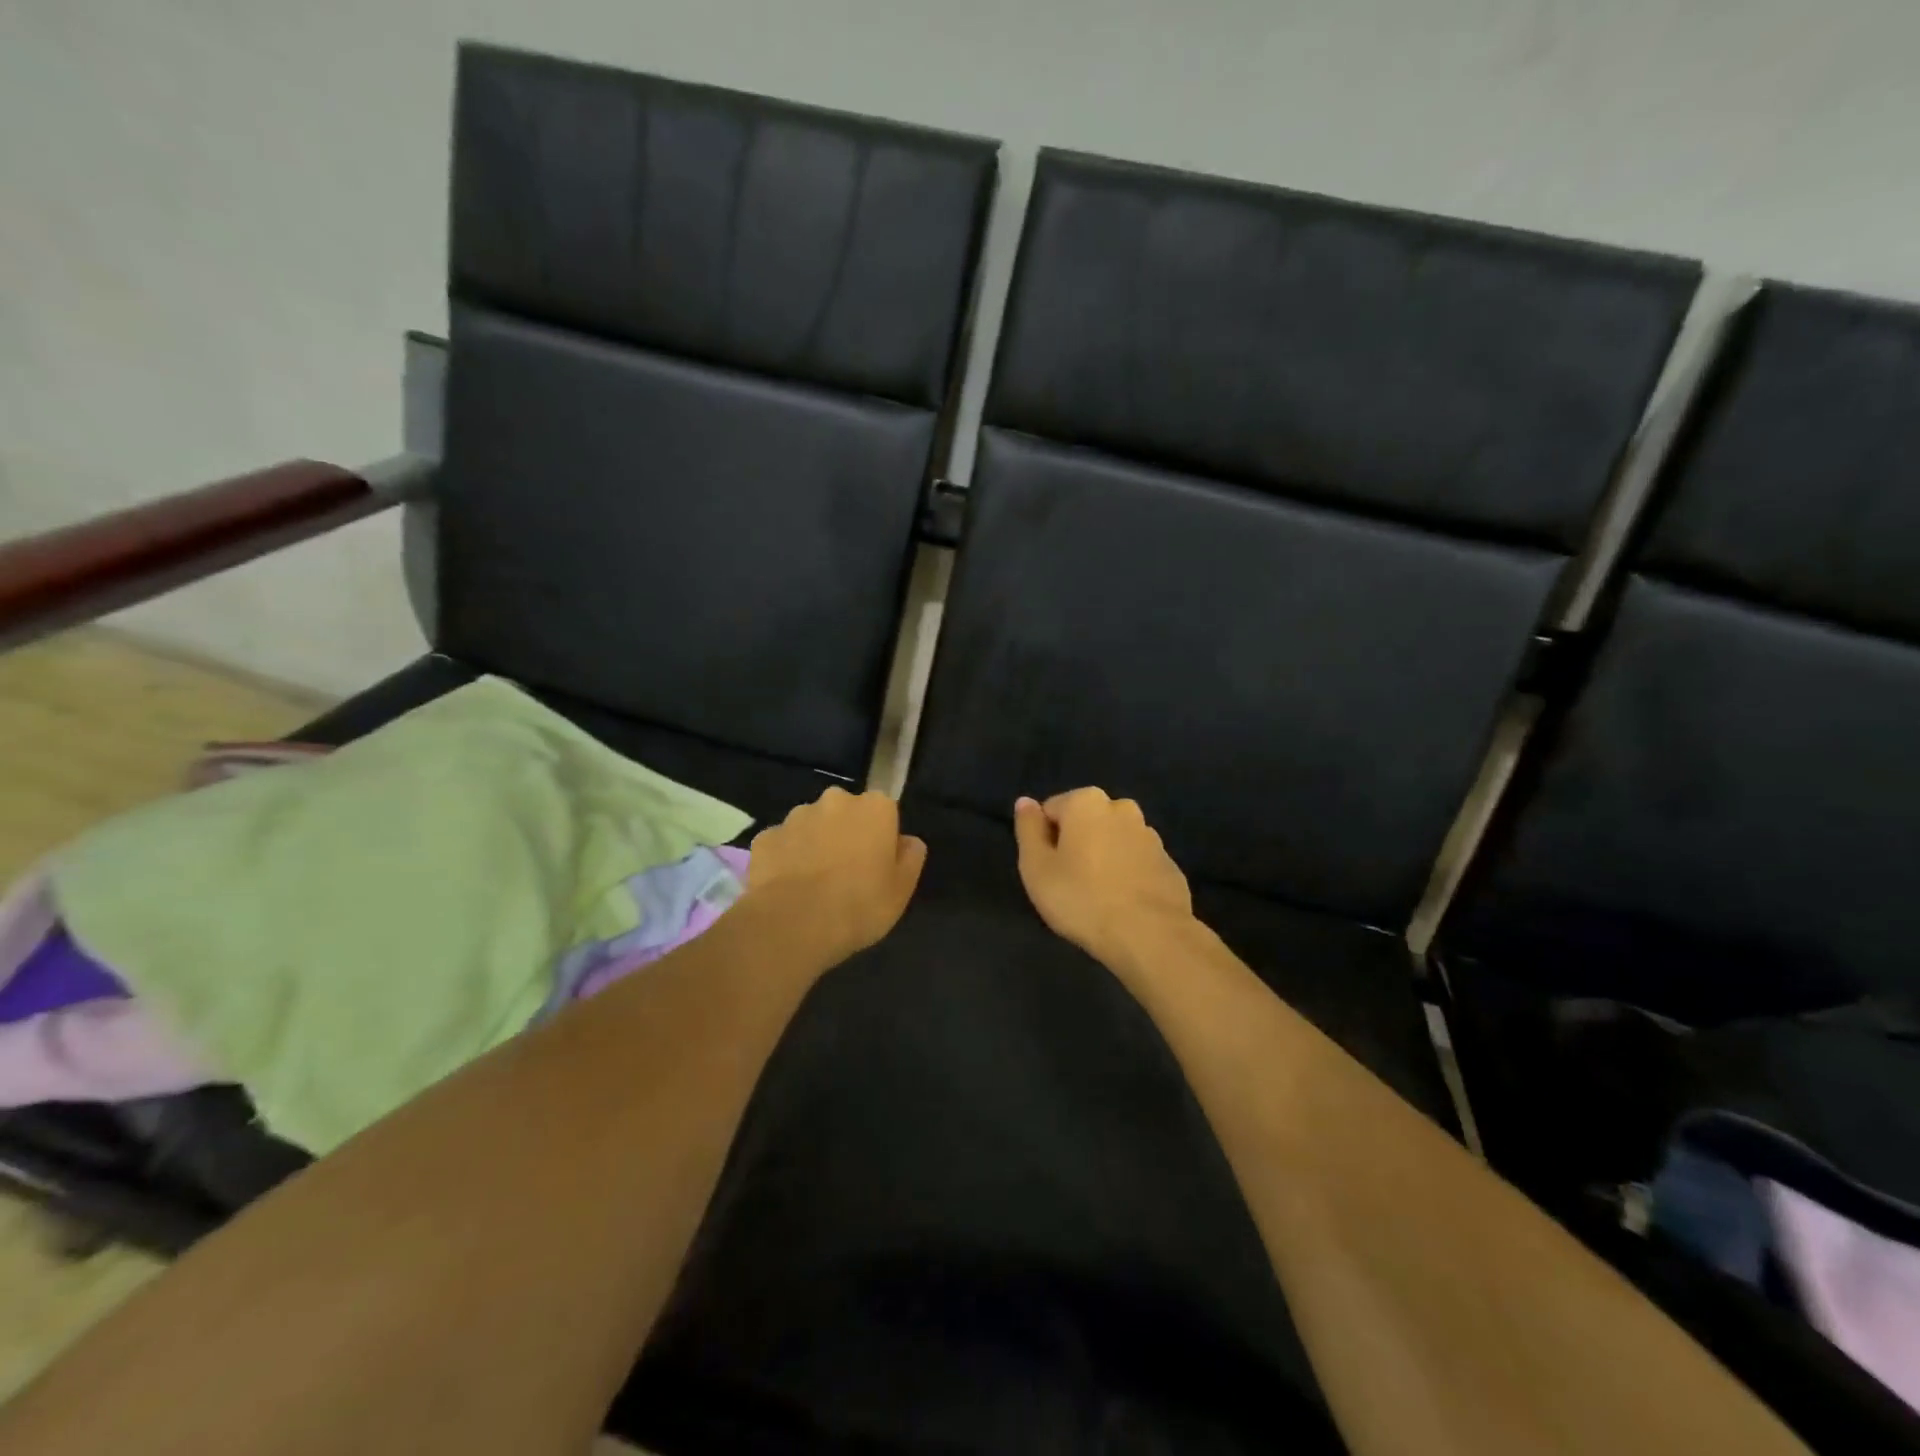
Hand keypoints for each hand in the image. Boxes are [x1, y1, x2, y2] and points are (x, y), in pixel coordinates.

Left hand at [745, 787, 926, 965]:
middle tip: (846, 873)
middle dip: (845, 833)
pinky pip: (782, 844)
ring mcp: (795, 817)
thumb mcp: (902, 890)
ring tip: (813, 884)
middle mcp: (835, 801)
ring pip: (811, 825)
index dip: (881, 836)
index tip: (877, 863)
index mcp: (874, 808)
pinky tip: (787, 888)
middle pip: (845, 812)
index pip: (884, 810)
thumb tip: (908, 841)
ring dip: (814, 844)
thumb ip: (910, 858)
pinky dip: (785, 859)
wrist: (793, 924)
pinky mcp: (765, 837)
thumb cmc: (859, 905)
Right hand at [1013, 788, 1195, 969]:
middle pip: (1085, 822)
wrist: (1150, 935)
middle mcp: (1121, 808)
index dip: (1044, 841)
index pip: (1051, 811)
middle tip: (1069, 884)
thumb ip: (1028, 829)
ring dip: (1103, 858)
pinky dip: (1127, 875)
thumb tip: (1025, 802)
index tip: (1048, 871)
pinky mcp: (1169, 863)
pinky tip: (1123, 904)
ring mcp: (1150, 835)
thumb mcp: (1036, 867)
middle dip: (1076, 845)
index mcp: (1086, 801)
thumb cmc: (1082, 899)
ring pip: (1113, 841)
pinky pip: (1136, 862)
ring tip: (1097, 897)